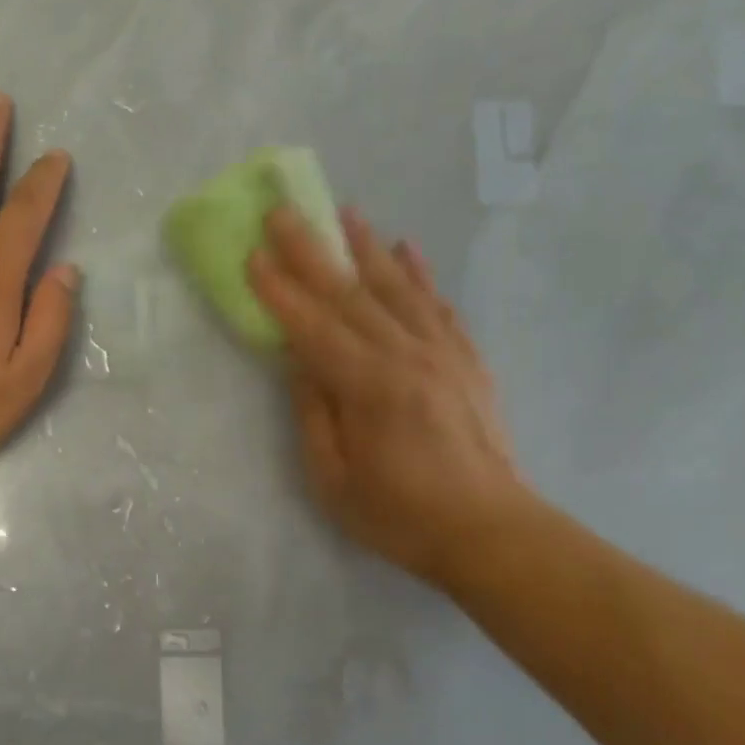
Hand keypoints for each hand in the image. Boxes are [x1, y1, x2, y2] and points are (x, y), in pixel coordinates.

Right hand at [249, 206, 530, 587]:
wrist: (491, 532)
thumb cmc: (400, 516)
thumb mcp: (334, 480)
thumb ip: (313, 414)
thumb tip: (300, 361)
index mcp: (369, 387)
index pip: (313, 327)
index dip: (279, 291)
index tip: (253, 254)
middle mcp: (407, 356)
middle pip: (350, 293)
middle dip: (311, 250)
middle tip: (284, 211)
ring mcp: (443, 353)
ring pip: (397, 287)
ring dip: (367, 247)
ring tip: (345, 212)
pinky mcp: (466, 360)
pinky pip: (438, 305)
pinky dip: (420, 274)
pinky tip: (407, 248)